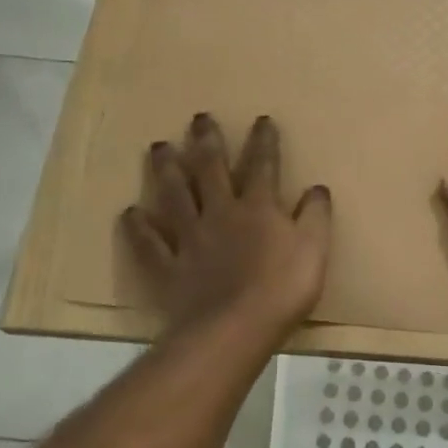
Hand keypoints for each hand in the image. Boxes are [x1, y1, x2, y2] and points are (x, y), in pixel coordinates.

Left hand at [123, 113, 331, 341]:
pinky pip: (149, 243)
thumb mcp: (315, 250)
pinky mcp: (169, 267)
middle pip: (210, 169)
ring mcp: (191, 239)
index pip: (263, 165)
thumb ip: (316, 217)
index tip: (260, 119)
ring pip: (175, 195)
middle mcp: (221, 213)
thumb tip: (317, 188)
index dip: (263, 141)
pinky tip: (130, 213)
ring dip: (166, 170)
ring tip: (159, 147)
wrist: (234, 330)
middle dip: (206, 141)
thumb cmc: (282, 289)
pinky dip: (139, 228)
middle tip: (198, 118)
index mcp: (258, 208)